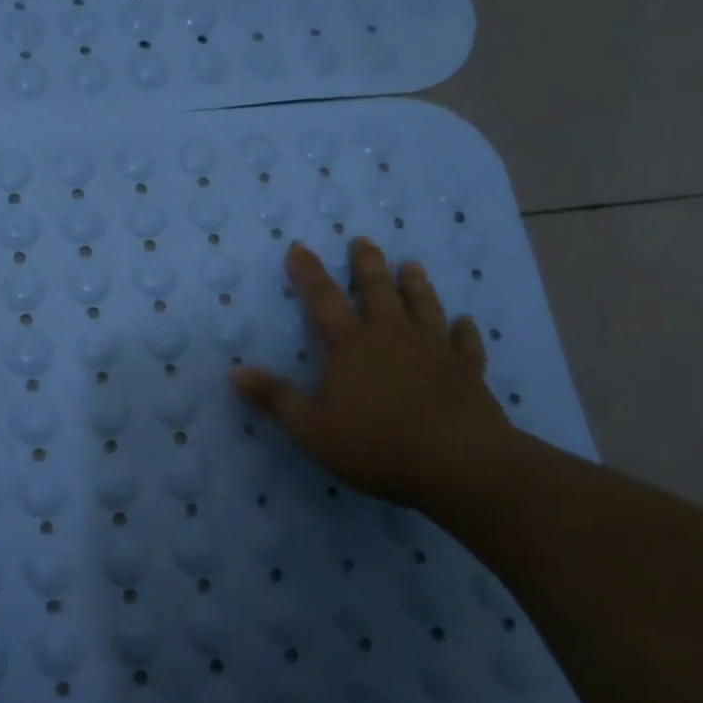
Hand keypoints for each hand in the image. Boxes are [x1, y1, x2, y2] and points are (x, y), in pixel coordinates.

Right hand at [229, 238, 519, 513]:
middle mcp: (392, 336)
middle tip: (362, 241)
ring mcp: (434, 349)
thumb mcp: (311, 427)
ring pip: (423, 306)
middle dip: (366, 264)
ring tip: (412, 265)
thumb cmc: (376, 443)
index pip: (323, 299)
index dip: (308, 272)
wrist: (458, 461)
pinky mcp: (467, 370)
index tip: (299, 247)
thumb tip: (235, 372)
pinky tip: (464, 322)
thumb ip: (275, 397)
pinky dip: (463, 330)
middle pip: (378, 290)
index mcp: (351, 345)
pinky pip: (464, 342)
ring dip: (415, 285)